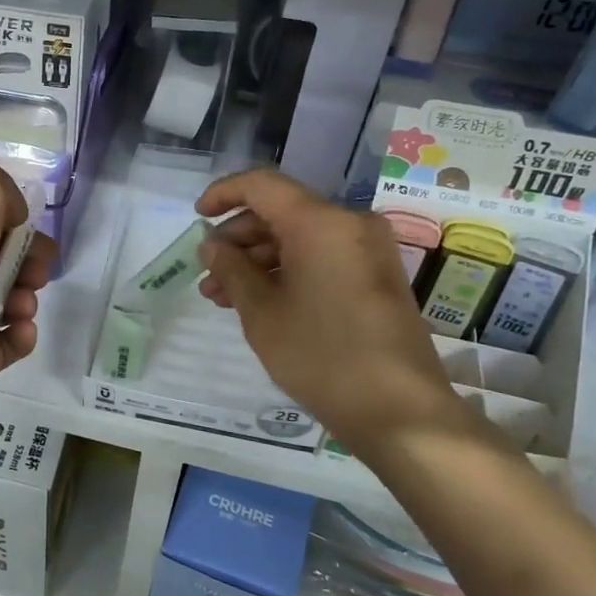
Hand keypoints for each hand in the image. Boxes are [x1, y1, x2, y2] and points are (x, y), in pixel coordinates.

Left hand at [0, 161, 55, 421]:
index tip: (28, 224)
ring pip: (8, 299)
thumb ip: (3, 190)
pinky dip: (22, 334)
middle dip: (29, 258)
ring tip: (22, 301)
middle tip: (37, 265)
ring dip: (27, 295)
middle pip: (0, 257)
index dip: (10, 218)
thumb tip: (12, 219)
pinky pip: (7, 343)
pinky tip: (20, 326)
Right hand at [196, 169, 479, 454]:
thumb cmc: (322, 355)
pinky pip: (322, 258)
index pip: (262, 186)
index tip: (197, 217)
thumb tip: (213, 246)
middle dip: (238, 239)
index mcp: (321, 222)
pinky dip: (288, 271)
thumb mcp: (262, 312)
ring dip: (259, 261)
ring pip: (300, 238)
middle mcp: (349, 224)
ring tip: (222, 297)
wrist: (399, 410)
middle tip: (208, 273)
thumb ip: (232, 270)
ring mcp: (367, 251)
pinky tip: (259, 301)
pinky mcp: (375, 277)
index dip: (223, 194)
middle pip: (281, 212)